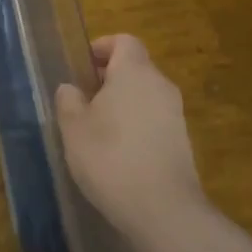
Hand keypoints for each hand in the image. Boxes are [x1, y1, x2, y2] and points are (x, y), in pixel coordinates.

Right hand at [56, 35, 205, 242]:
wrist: (163, 210)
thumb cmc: (110, 158)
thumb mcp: (74, 128)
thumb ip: (68, 100)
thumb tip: (71, 88)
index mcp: (134, 72)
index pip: (123, 41)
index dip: (101, 47)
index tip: (81, 67)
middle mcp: (160, 85)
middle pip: (135, 68)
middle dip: (108, 79)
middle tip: (81, 101)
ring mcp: (176, 114)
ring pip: (144, 95)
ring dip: (121, 104)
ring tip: (96, 131)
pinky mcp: (182, 141)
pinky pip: (154, 119)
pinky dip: (136, 125)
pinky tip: (118, 154)